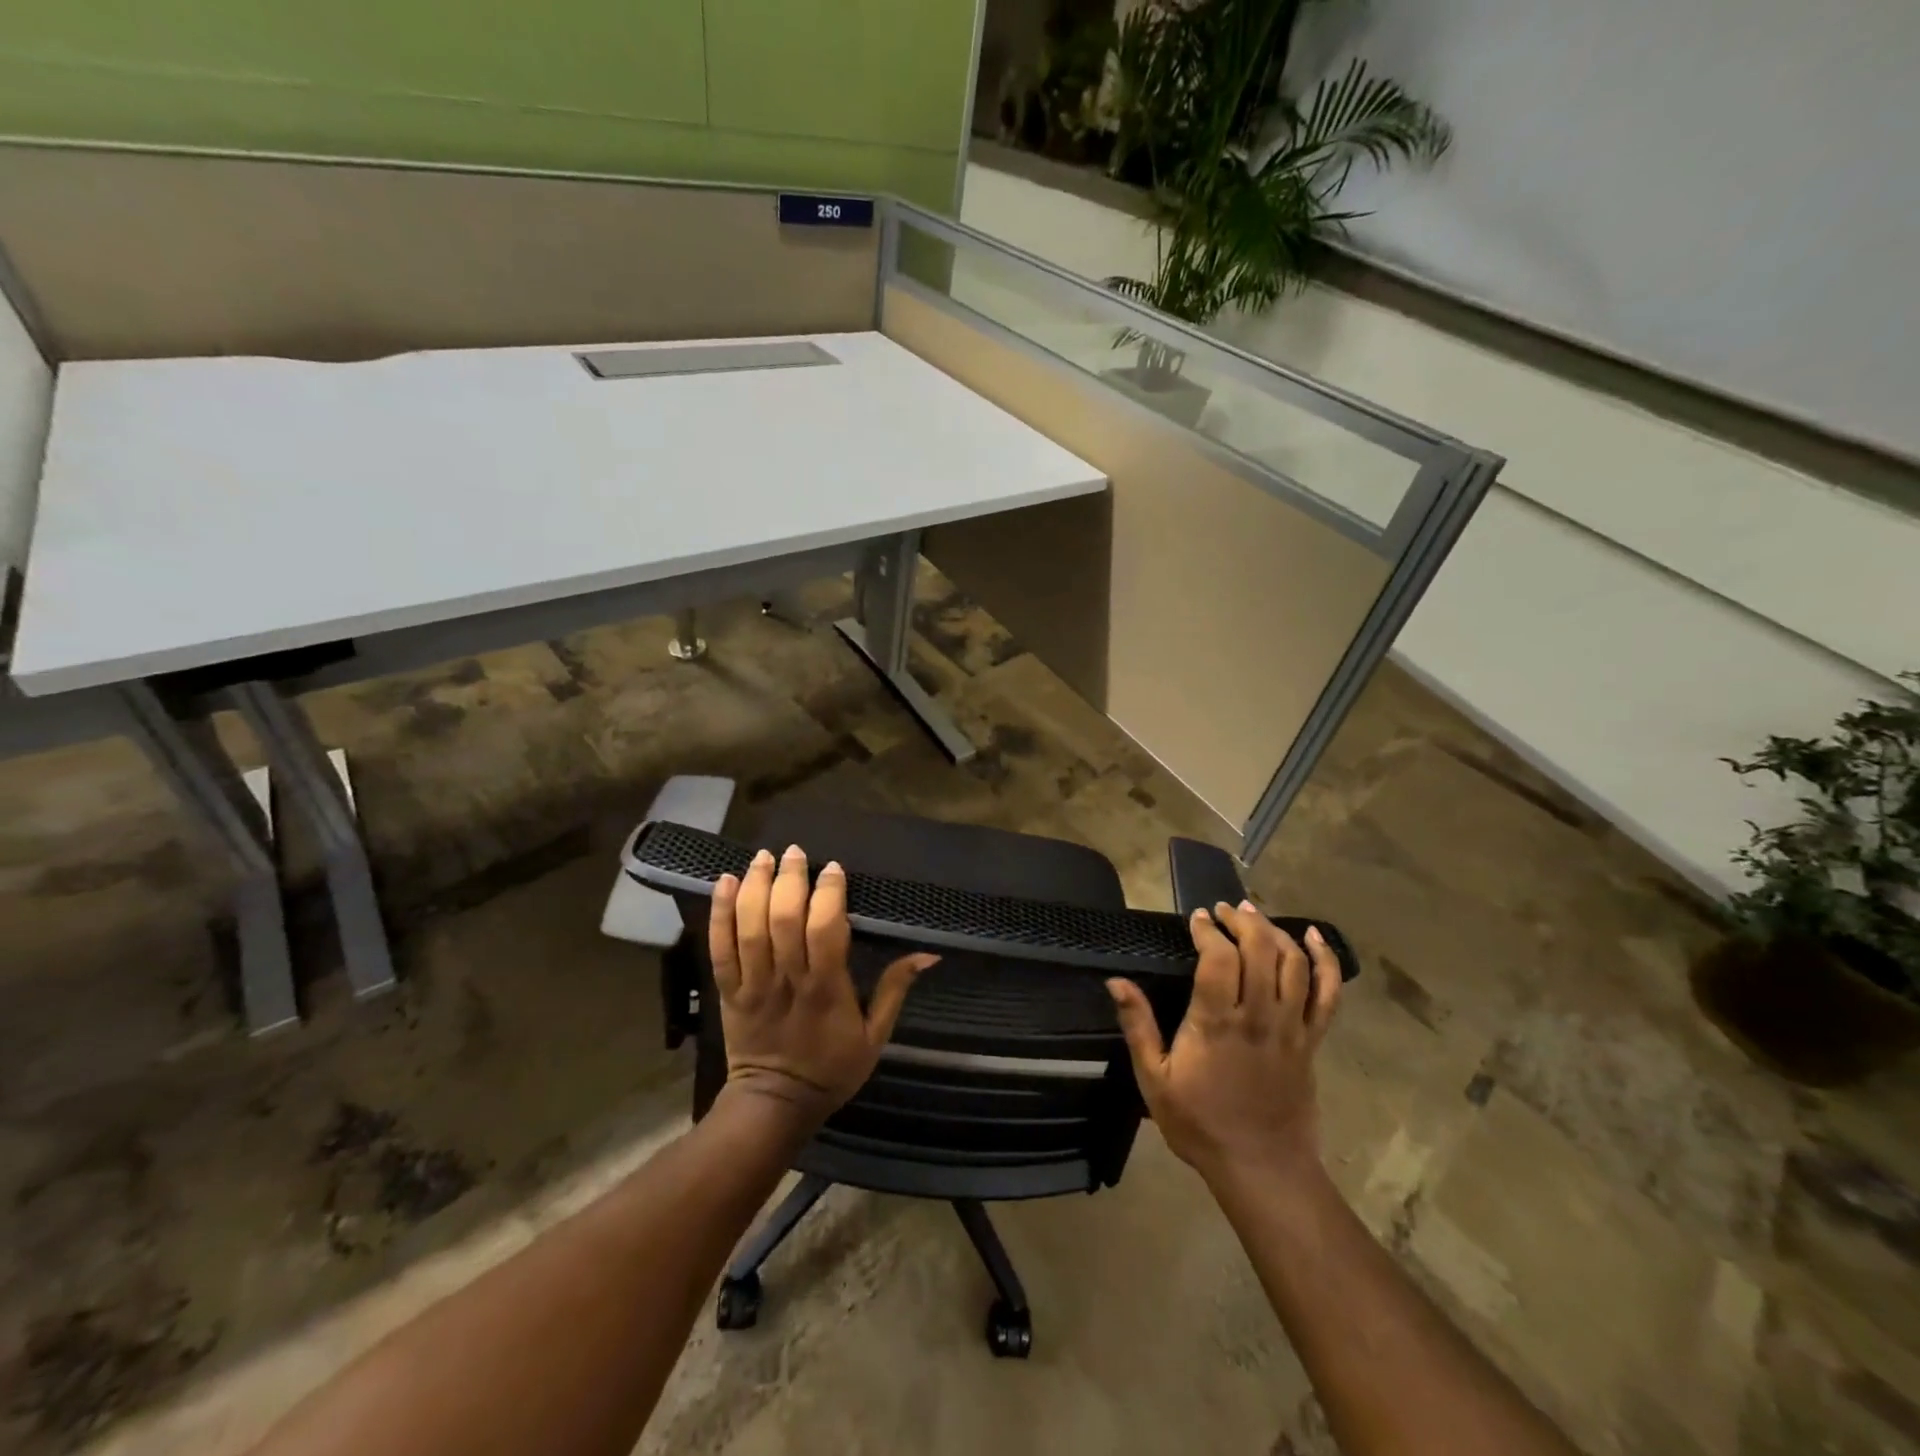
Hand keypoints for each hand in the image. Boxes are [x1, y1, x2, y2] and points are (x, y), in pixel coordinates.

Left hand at [709, 845, 937, 1132]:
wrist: (775, 1105)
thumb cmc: (832, 1069)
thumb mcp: (876, 1036)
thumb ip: (896, 989)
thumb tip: (929, 953)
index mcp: (826, 989)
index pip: (824, 929)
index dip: (828, 894)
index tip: (834, 869)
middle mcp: (787, 980)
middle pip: (783, 919)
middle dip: (789, 879)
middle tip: (796, 852)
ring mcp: (753, 984)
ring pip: (749, 927)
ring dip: (755, 886)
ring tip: (764, 856)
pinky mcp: (728, 991)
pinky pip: (719, 947)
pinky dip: (719, 913)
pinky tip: (724, 881)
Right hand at [1108, 901, 1341, 1189]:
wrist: (1262, 1168)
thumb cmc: (1201, 1123)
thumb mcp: (1154, 1079)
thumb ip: (1138, 1026)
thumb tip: (1116, 981)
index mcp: (1217, 1022)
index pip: (1219, 957)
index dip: (1208, 930)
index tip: (1197, 918)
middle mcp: (1258, 1015)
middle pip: (1260, 949)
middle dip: (1242, 920)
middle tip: (1223, 910)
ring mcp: (1291, 1027)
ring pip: (1293, 962)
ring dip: (1275, 931)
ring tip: (1254, 916)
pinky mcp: (1312, 1040)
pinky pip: (1327, 994)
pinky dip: (1325, 960)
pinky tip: (1314, 937)